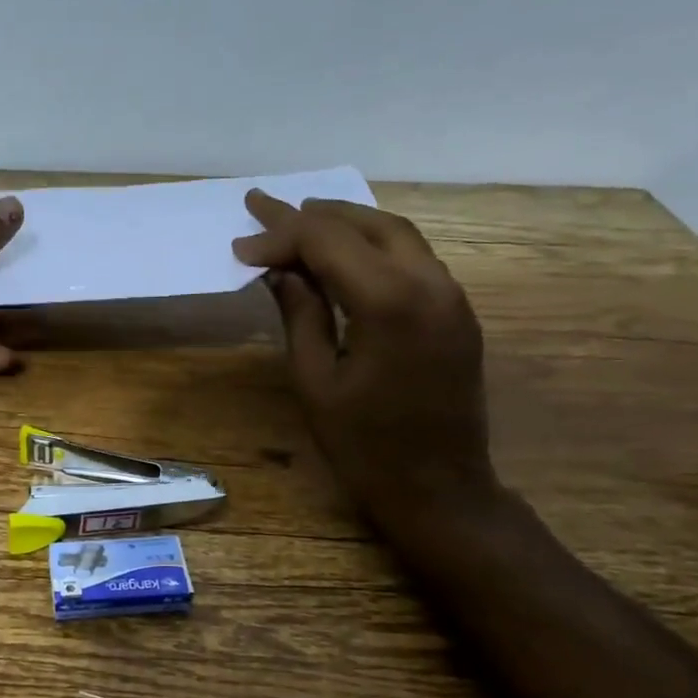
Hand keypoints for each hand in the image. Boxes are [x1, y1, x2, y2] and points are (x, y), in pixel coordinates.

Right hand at [233, 191, 497, 528]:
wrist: (441, 490)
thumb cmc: (366, 447)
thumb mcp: (316, 381)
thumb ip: (299, 315)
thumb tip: (278, 271)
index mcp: (389, 303)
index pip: (327, 244)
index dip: (280, 237)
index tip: (240, 245)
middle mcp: (429, 285)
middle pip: (365, 225)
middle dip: (311, 215)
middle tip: (263, 207)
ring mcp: (451, 296)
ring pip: (396, 234)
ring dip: (345, 222)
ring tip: (299, 220)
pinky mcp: (457, 312)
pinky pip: (413, 258)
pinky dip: (373, 244)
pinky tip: (343, 254)